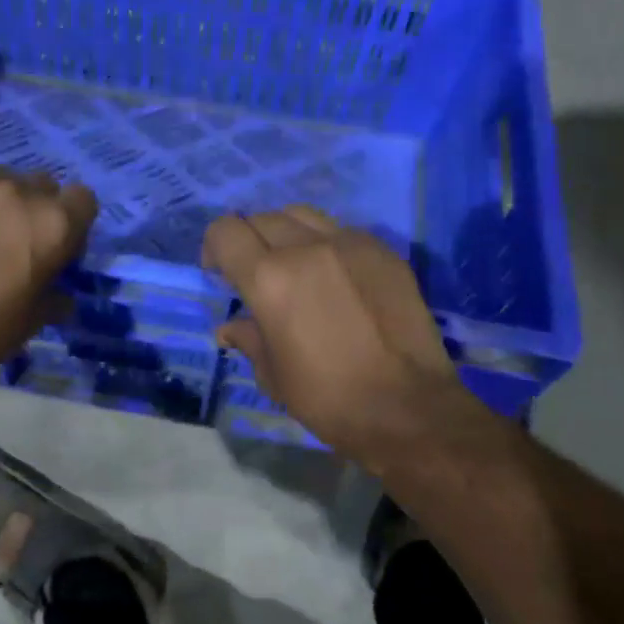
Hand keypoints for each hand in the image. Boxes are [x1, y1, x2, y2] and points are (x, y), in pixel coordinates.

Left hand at [0, 170, 97, 382]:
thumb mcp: (32, 322)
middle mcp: (15, 190)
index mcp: (53, 224)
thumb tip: (61, 296)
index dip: (71, 221)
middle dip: (31, 207)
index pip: (82, 199)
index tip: (55, 245)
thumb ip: (54, 297)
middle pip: (37, 184)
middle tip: (8, 241)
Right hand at [202, 205, 499, 470]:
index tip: (221, 274)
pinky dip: (326, 243)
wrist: (408, 408)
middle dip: (249, 241)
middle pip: (262, 218)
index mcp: (269, 278)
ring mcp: (350, 244)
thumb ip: (249, 339)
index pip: (226, 231)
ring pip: (302, 215)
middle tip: (257, 275)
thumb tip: (230, 327)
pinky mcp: (384, 251)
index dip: (215, 247)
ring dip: (287, 234)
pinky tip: (336, 276)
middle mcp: (306, 248)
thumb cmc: (328, 399)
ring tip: (295, 265)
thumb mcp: (273, 376)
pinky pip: (342, 230)